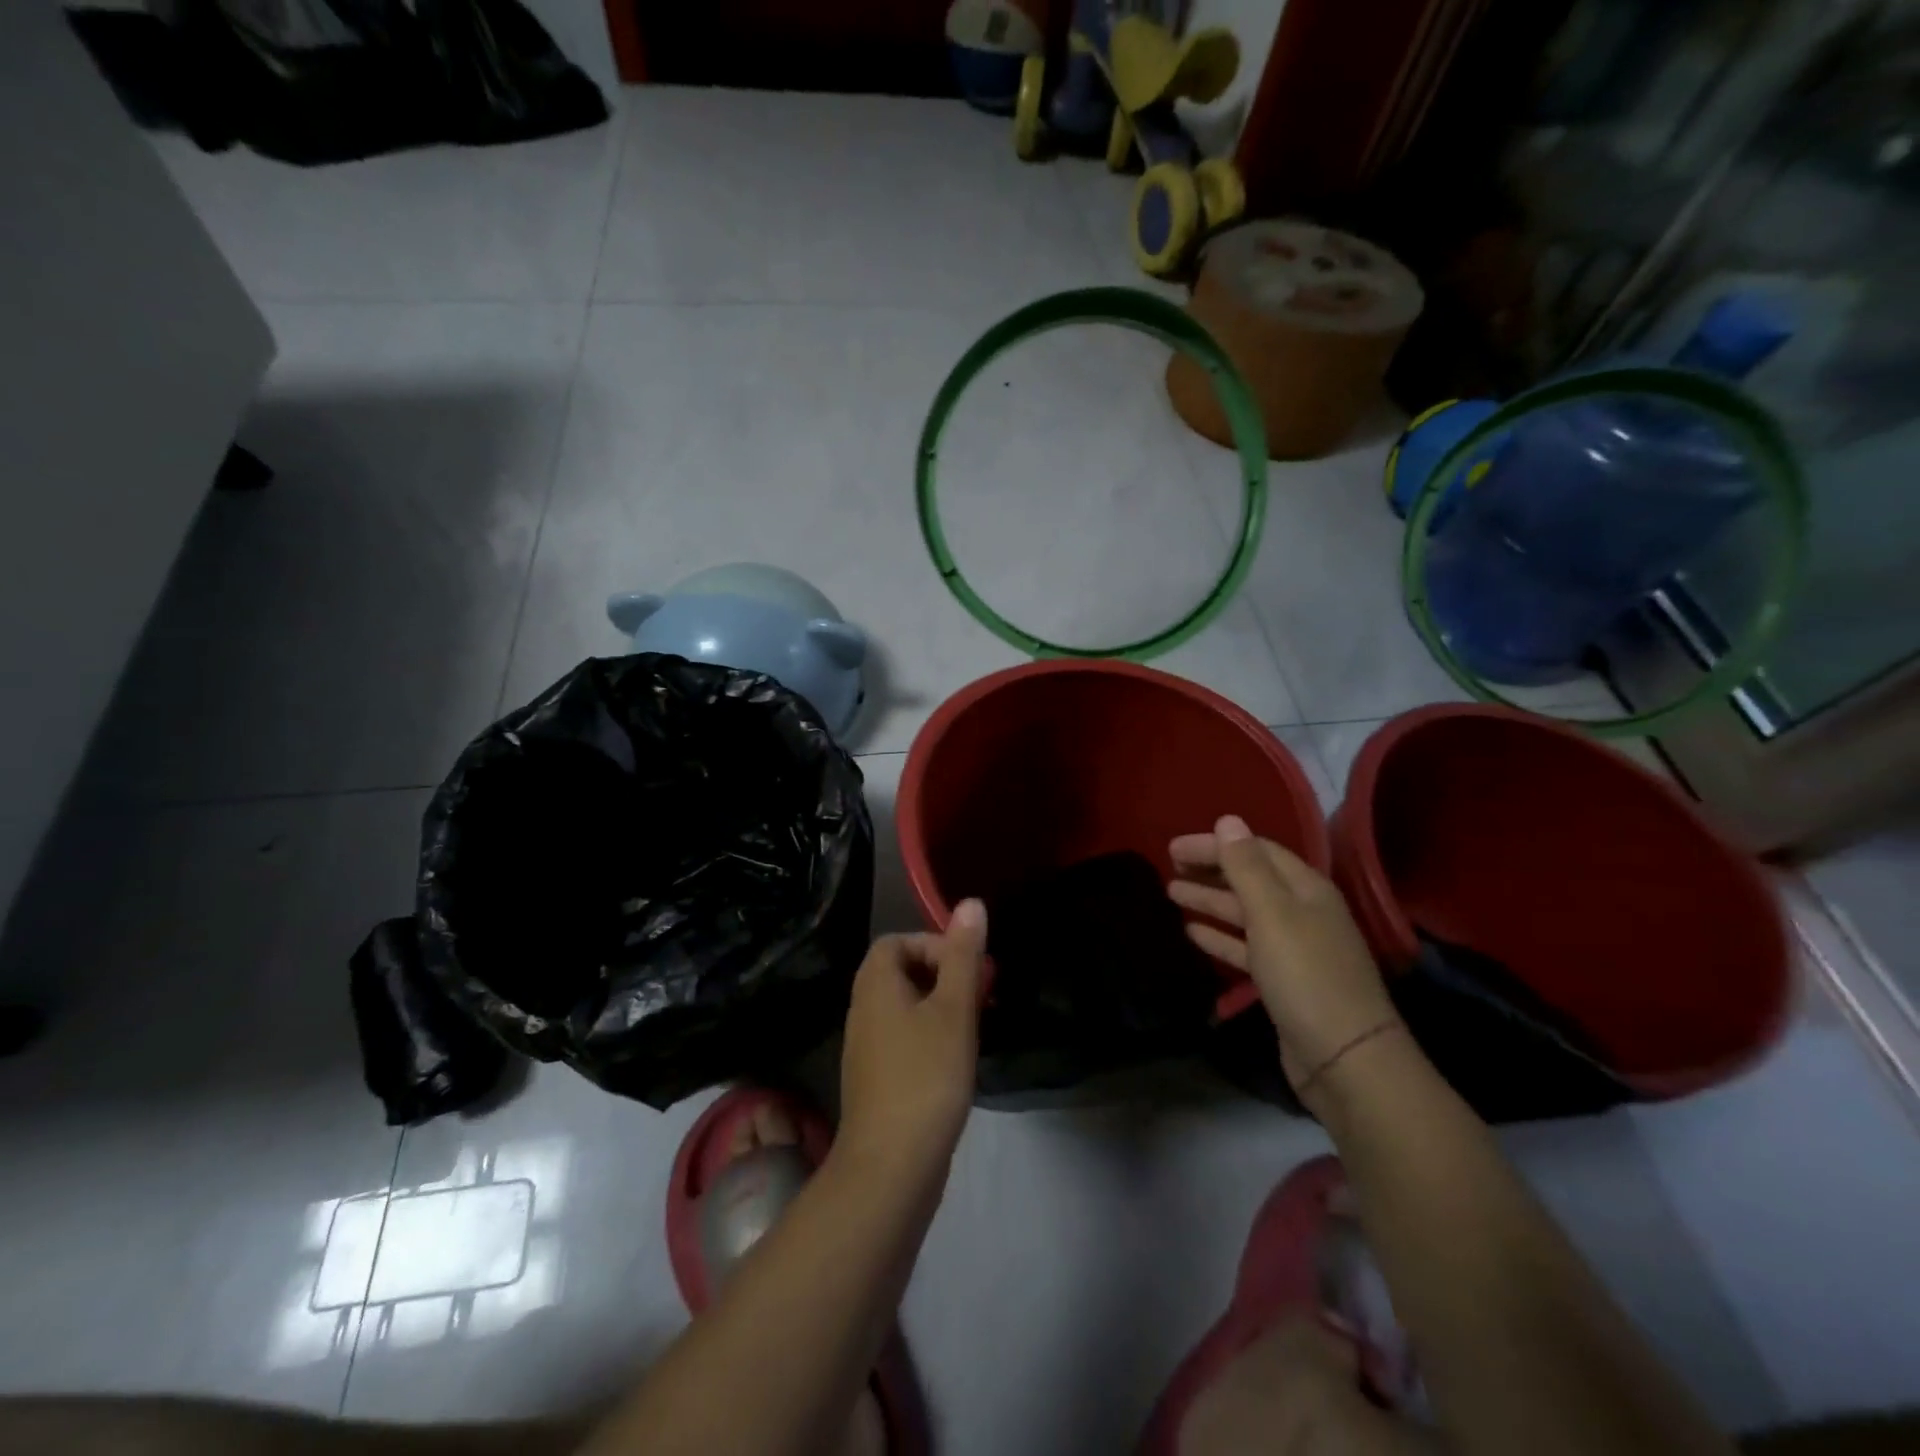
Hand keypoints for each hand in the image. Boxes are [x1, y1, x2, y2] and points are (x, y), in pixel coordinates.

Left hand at [836, 901, 986, 1180]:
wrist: (891, 1166)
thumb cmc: (926, 1076)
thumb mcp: (954, 1009)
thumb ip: (963, 956)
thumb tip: (970, 903)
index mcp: (875, 985)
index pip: (898, 941)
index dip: (934, 945)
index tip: (968, 969)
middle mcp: (862, 1010)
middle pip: (901, 972)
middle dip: (944, 975)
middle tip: (981, 995)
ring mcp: (866, 1048)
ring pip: (905, 1007)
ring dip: (941, 1007)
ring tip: (975, 1026)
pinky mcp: (876, 1080)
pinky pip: (904, 1039)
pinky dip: (930, 1036)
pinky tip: (956, 1060)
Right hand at [1169, 815, 1396, 1094]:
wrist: (1345, 1059)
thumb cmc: (1306, 976)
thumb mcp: (1272, 914)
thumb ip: (1246, 867)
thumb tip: (1227, 820)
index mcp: (1306, 889)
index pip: (1256, 851)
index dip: (1215, 845)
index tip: (1173, 848)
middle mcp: (1302, 912)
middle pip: (1250, 880)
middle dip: (1210, 870)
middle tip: (1168, 866)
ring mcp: (1294, 948)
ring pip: (1244, 913)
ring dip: (1209, 901)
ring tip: (1171, 893)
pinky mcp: (1283, 981)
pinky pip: (1245, 947)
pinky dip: (1219, 936)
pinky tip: (1192, 933)